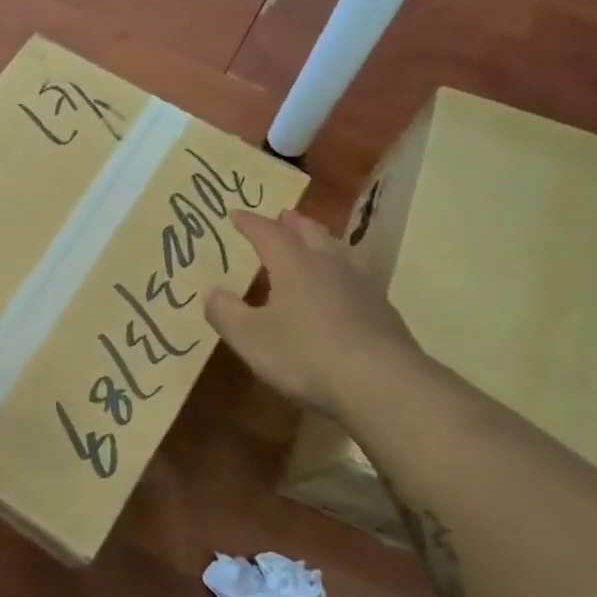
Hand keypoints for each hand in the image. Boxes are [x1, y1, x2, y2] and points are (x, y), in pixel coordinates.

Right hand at [205, 208, 422, 422]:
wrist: (381, 382)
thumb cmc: (305, 355)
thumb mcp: (250, 338)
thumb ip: (226, 313)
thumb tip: (213, 292)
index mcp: (294, 265)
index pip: (268, 234)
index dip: (250, 223)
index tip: (236, 214)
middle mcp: (329, 265)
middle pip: (310, 233)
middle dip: (292, 224)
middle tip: (282, 216)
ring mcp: (361, 285)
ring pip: (339, 250)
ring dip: (322, 240)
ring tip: (315, 240)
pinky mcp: (382, 309)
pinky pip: (357, 275)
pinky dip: (343, 269)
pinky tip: (344, 284)